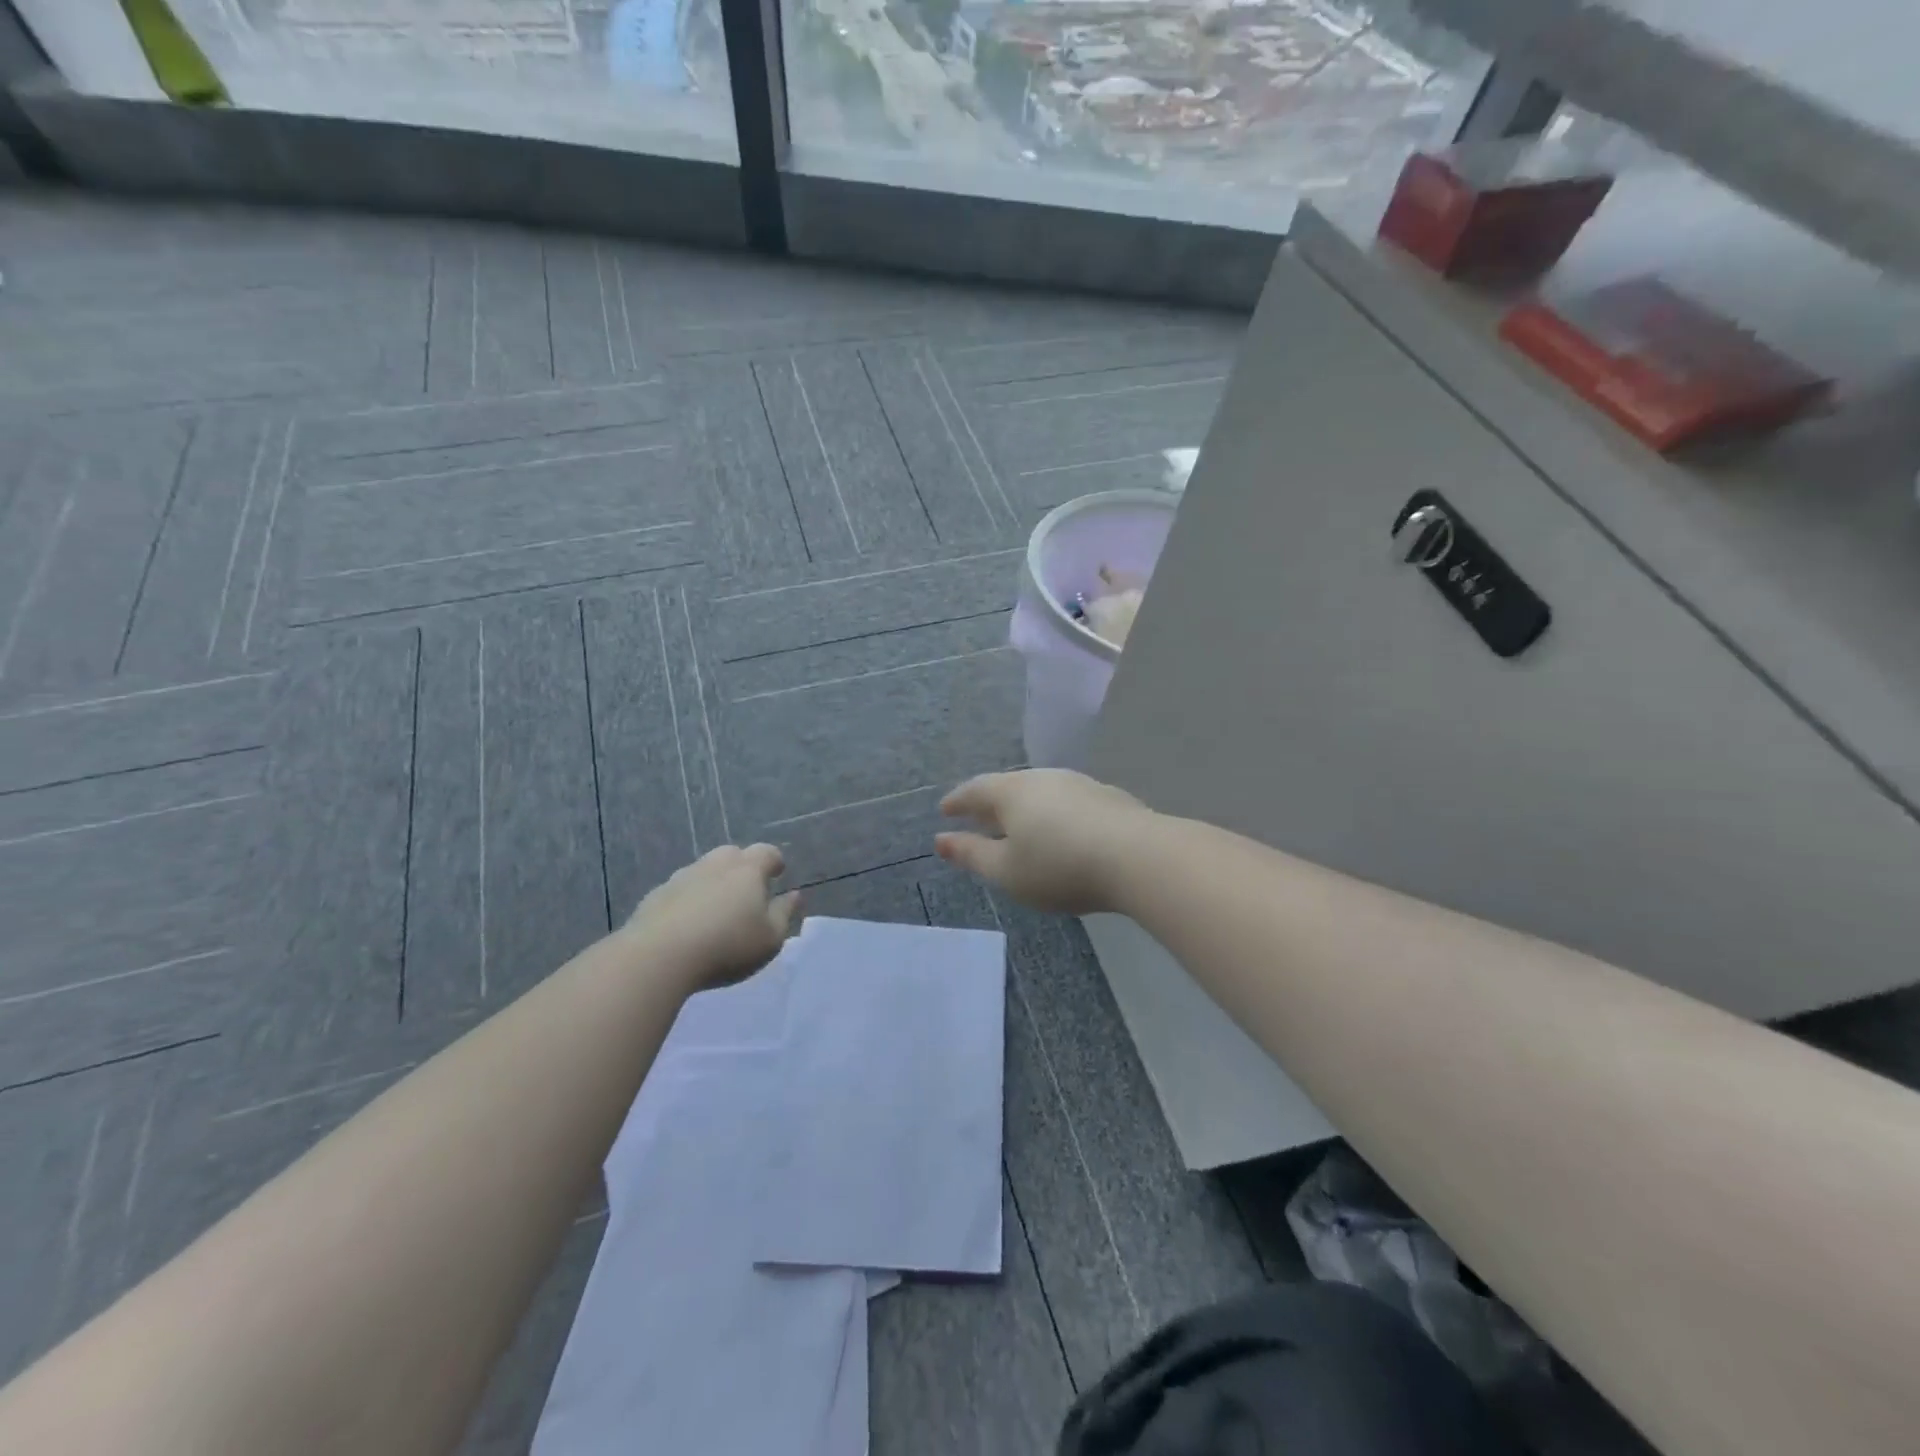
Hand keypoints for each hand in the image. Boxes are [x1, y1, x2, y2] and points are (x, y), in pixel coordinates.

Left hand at [622, 844, 800, 991]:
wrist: (658, 957)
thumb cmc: (727, 946)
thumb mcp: (770, 938)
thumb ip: (785, 914)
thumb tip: (795, 895)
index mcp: (748, 870)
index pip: (767, 852)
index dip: (775, 862)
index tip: (778, 873)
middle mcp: (715, 864)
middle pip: (733, 854)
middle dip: (743, 867)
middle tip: (747, 891)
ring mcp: (681, 877)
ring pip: (703, 870)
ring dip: (713, 882)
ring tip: (716, 909)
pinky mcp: (655, 895)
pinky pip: (680, 890)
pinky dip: (688, 899)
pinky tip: (687, 923)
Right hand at [935, 770, 1150, 914]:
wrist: (1138, 856)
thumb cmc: (1059, 866)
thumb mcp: (1006, 871)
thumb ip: (972, 855)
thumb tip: (941, 840)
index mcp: (1011, 792)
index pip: (975, 790)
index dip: (957, 801)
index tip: (945, 811)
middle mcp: (1043, 778)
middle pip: (1008, 787)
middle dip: (990, 804)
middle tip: (978, 819)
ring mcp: (1079, 784)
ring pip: (1041, 793)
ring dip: (1024, 809)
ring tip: (1018, 827)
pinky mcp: (1108, 798)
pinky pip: (1067, 802)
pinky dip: (1053, 815)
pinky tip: (1060, 832)